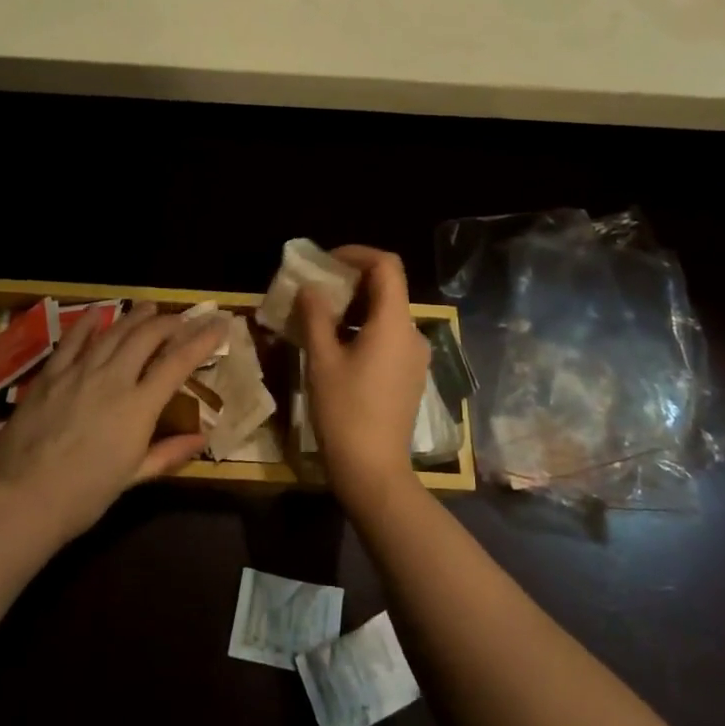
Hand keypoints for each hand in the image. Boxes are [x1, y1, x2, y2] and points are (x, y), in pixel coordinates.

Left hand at [0, 302, 225, 546]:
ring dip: (135, 317)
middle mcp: (113, 379)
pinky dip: (87, 325)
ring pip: (114, 333)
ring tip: (149, 307)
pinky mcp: (50, 375)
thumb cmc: (85, 496)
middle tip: (182, 318)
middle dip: (169, 322)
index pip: (178, 362)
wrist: (23, 498)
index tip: (219, 324)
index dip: (202, 340)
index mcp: (139, 406)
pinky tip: (97, 313)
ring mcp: (79, 372)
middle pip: (147, 337)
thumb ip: (168, 453)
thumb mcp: (132, 477)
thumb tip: (201, 438)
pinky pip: (72, 342)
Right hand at [298, 246, 430, 516]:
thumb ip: (315, 316)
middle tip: (315, 290)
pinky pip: (388, 337)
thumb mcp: (322, 360)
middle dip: (350, 281)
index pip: (387, 265)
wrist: (374, 472)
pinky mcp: (409, 376)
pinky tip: (336, 347)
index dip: (357, 254)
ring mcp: (415, 357)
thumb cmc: (344, 412)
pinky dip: (363, 329)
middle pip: (387, 288)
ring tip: (319, 318)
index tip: (326, 262)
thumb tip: (310, 288)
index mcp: (394, 323)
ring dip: (354, 307)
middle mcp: (412, 334)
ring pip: (386, 314)